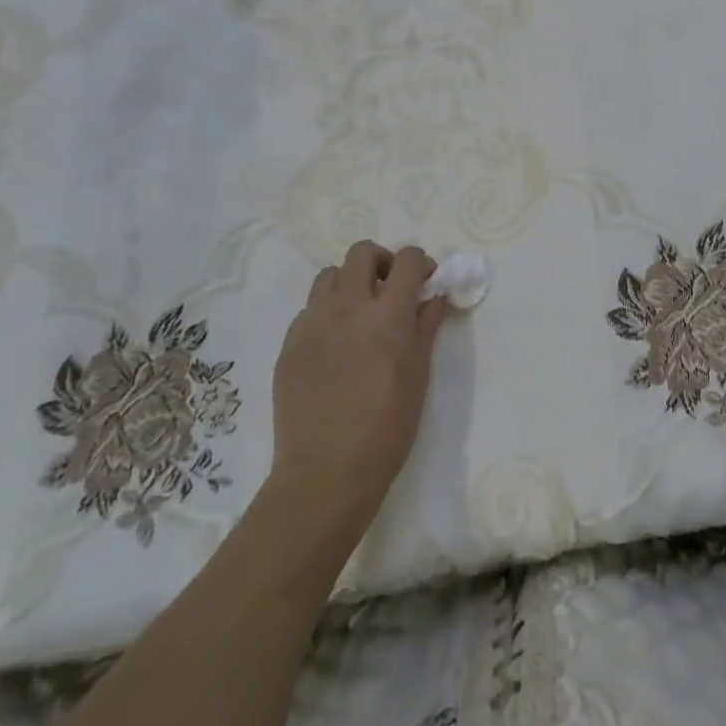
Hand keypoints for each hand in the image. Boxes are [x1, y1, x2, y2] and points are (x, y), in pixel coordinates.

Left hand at [263, 242, 451, 552]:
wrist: (326, 472)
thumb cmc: (387, 427)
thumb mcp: (419, 375)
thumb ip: (426, 327)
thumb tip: (435, 298)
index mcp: (388, 313)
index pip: (408, 260)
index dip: (421, 263)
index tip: (426, 282)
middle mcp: (348, 306)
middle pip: (362, 252)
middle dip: (383, 262)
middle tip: (391, 290)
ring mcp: (313, 322)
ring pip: (329, 275)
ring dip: (350, 282)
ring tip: (359, 313)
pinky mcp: (289, 343)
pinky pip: (309, 309)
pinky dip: (327, 312)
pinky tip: (335, 345)